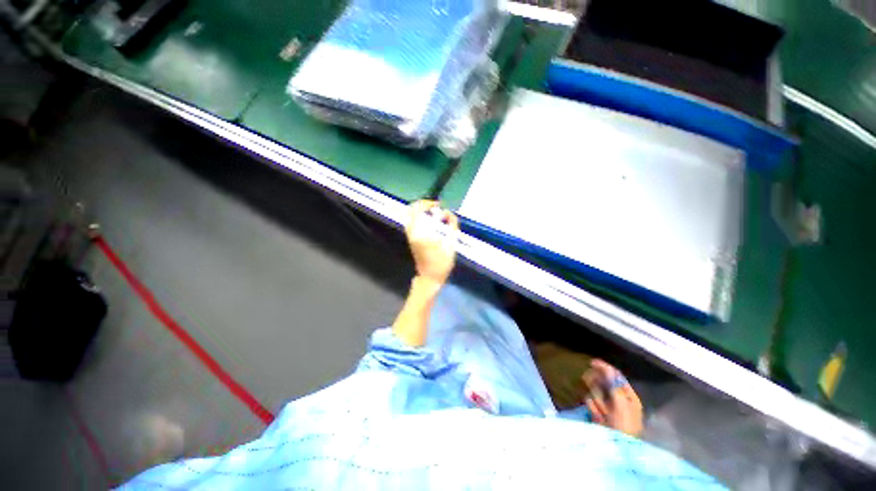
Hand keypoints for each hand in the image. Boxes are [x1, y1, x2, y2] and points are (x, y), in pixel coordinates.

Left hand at [406, 200, 458, 286]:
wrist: (430, 277)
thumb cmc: (442, 263)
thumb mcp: (451, 244)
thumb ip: (451, 226)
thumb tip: (448, 214)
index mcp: (420, 233)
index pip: (418, 210)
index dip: (428, 203)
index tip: (439, 206)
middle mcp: (412, 232)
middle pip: (412, 210)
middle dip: (424, 205)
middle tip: (436, 208)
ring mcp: (410, 235)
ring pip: (411, 215)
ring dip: (422, 211)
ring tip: (435, 215)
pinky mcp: (411, 239)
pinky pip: (412, 222)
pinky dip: (420, 218)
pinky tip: (431, 222)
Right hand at [583, 359, 642, 436]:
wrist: (616, 447)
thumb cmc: (624, 424)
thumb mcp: (622, 403)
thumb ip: (614, 385)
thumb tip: (606, 368)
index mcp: (629, 396)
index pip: (616, 376)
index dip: (604, 368)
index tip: (591, 362)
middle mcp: (618, 399)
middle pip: (603, 382)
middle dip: (598, 386)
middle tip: (592, 385)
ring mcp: (607, 406)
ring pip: (595, 392)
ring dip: (597, 400)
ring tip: (603, 413)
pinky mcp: (598, 412)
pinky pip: (590, 402)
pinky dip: (593, 408)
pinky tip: (598, 417)